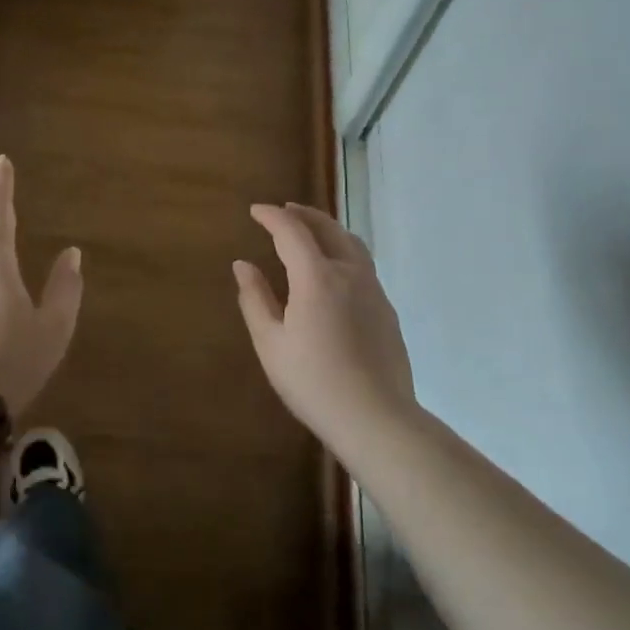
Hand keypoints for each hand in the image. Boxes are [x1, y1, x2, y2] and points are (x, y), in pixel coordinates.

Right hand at [234, 203, 414, 454]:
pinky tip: (332, 271)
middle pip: (328, 228)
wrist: (376, 419)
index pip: (292, 231)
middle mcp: (349, 273)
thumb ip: (255, 298)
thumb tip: (243, 265)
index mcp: (317, 277)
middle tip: (283, 210)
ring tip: (309, 231)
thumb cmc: (313, 382)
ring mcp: (373, 290)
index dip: (272, 216)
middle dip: (303, 214)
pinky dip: (342, 251)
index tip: (255, 210)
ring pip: (351, 243)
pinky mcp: (386, 310)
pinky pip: (362, 265)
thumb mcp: (271, 343)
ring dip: (327, 229)